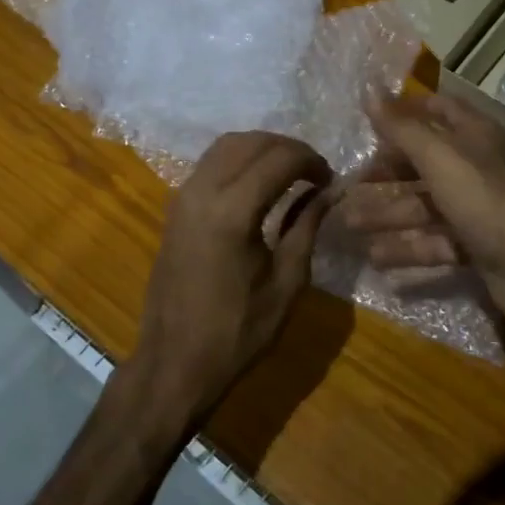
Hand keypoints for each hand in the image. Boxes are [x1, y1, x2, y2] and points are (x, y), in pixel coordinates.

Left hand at [128, 131, 331, 429]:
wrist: (173, 363)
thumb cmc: (237, 332)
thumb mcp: (287, 282)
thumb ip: (308, 226)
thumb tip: (331, 190)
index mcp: (232, 212)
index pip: (279, 158)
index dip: (311, 161)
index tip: (331, 180)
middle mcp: (202, 191)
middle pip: (251, 142)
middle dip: (288, 148)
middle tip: (315, 173)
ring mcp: (183, 196)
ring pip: (226, 145)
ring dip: (262, 149)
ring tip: (290, 173)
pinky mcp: (175, 207)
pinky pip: (210, 163)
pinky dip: (239, 159)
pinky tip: (259, 184)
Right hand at [343, 94, 504, 363]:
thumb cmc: (483, 200)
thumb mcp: (438, 158)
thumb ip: (401, 127)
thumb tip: (367, 88)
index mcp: (473, 135)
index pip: (437, 109)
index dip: (404, 112)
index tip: (368, 122)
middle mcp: (476, 166)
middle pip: (423, 162)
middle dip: (385, 174)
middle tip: (348, 185)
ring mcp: (476, 207)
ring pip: (423, 206)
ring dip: (386, 214)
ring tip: (349, 225)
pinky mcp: (475, 244)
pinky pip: (434, 241)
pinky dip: (408, 248)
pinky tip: (377, 258)